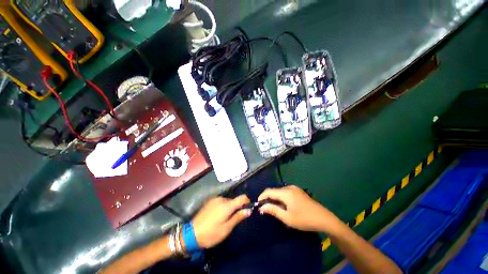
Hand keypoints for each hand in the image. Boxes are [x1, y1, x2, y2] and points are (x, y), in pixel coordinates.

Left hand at [192, 195, 250, 248]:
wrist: (191, 234)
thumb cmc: (211, 233)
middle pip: (234, 200)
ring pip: (227, 201)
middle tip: (233, 220)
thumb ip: (238, 217)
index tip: (248, 209)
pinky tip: (217, 217)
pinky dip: (223, 207)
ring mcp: (215, 199)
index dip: (247, 202)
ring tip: (224, 219)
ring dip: (229, 208)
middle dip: (236, 208)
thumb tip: (249, 210)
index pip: (242, 197)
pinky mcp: (210, 201)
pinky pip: (221, 202)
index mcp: (227, 205)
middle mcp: (221, 199)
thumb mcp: (227, 228)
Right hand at [258, 185, 341, 232]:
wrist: (324, 218)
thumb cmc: (304, 219)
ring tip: (274, 208)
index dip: (262, 196)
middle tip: (266, 209)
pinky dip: (281, 197)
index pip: (269, 191)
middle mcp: (289, 187)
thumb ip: (273, 210)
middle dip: (268, 198)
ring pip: (280, 191)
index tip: (258, 204)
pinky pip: (285, 192)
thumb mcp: (287, 218)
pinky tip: (284, 205)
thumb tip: (261, 207)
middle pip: (274, 190)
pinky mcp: (298, 191)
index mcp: (286, 192)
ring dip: (275, 198)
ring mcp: (295, 188)